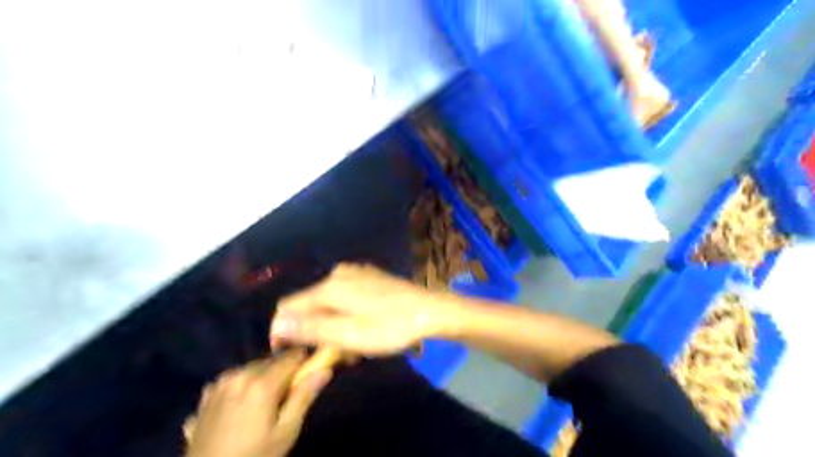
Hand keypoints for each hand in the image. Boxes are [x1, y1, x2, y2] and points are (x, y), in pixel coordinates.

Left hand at [186, 349, 332, 456]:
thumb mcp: (286, 432)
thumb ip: (304, 396)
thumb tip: (326, 369)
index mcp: (262, 383)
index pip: (293, 356)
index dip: (304, 363)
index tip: (309, 375)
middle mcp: (240, 374)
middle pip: (272, 361)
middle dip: (283, 372)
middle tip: (286, 398)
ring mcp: (221, 383)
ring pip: (254, 368)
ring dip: (263, 377)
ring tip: (264, 405)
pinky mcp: (208, 393)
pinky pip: (236, 378)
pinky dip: (245, 385)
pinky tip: (242, 408)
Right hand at [271, 264, 455, 356]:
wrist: (431, 310)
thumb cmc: (391, 326)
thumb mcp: (349, 334)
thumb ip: (312, 328)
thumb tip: (278, 323)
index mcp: (330, 287)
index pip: (288, 306)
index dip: (283, 330)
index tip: (294, 354)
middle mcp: (338, 274)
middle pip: (310, 304)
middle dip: (315, 331)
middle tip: (333, 355)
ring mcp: (356, 272)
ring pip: (328, 302)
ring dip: (332, 325)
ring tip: (351, 346)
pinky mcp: (369, 276)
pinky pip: (345, 295)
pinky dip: (345, 314)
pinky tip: (362, 327)